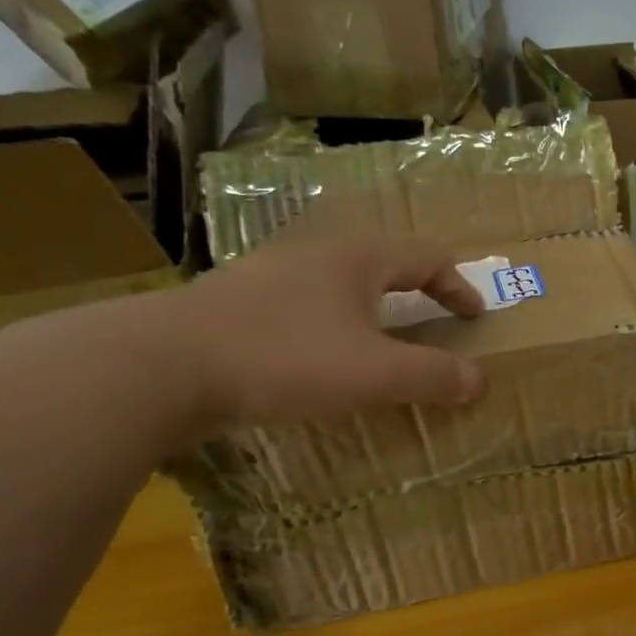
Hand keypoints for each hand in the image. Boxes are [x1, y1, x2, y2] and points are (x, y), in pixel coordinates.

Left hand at [156, 234, 486, 433]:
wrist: (154, 366)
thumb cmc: (284, 358)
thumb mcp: (374, 373)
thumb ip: (433, 376)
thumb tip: (481, 380)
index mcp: (357, 259)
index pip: (427, 258)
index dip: (459, 286)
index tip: (475, 317)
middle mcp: (314, 255)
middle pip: (382, 263)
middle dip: (416, 292)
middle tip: (432, 323)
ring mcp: (266, 275)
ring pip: (337, 283)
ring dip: (369, 309)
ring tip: (377, 342)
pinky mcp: (231, 304)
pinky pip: (300, 305)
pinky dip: (328, 325)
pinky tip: (314, 358)